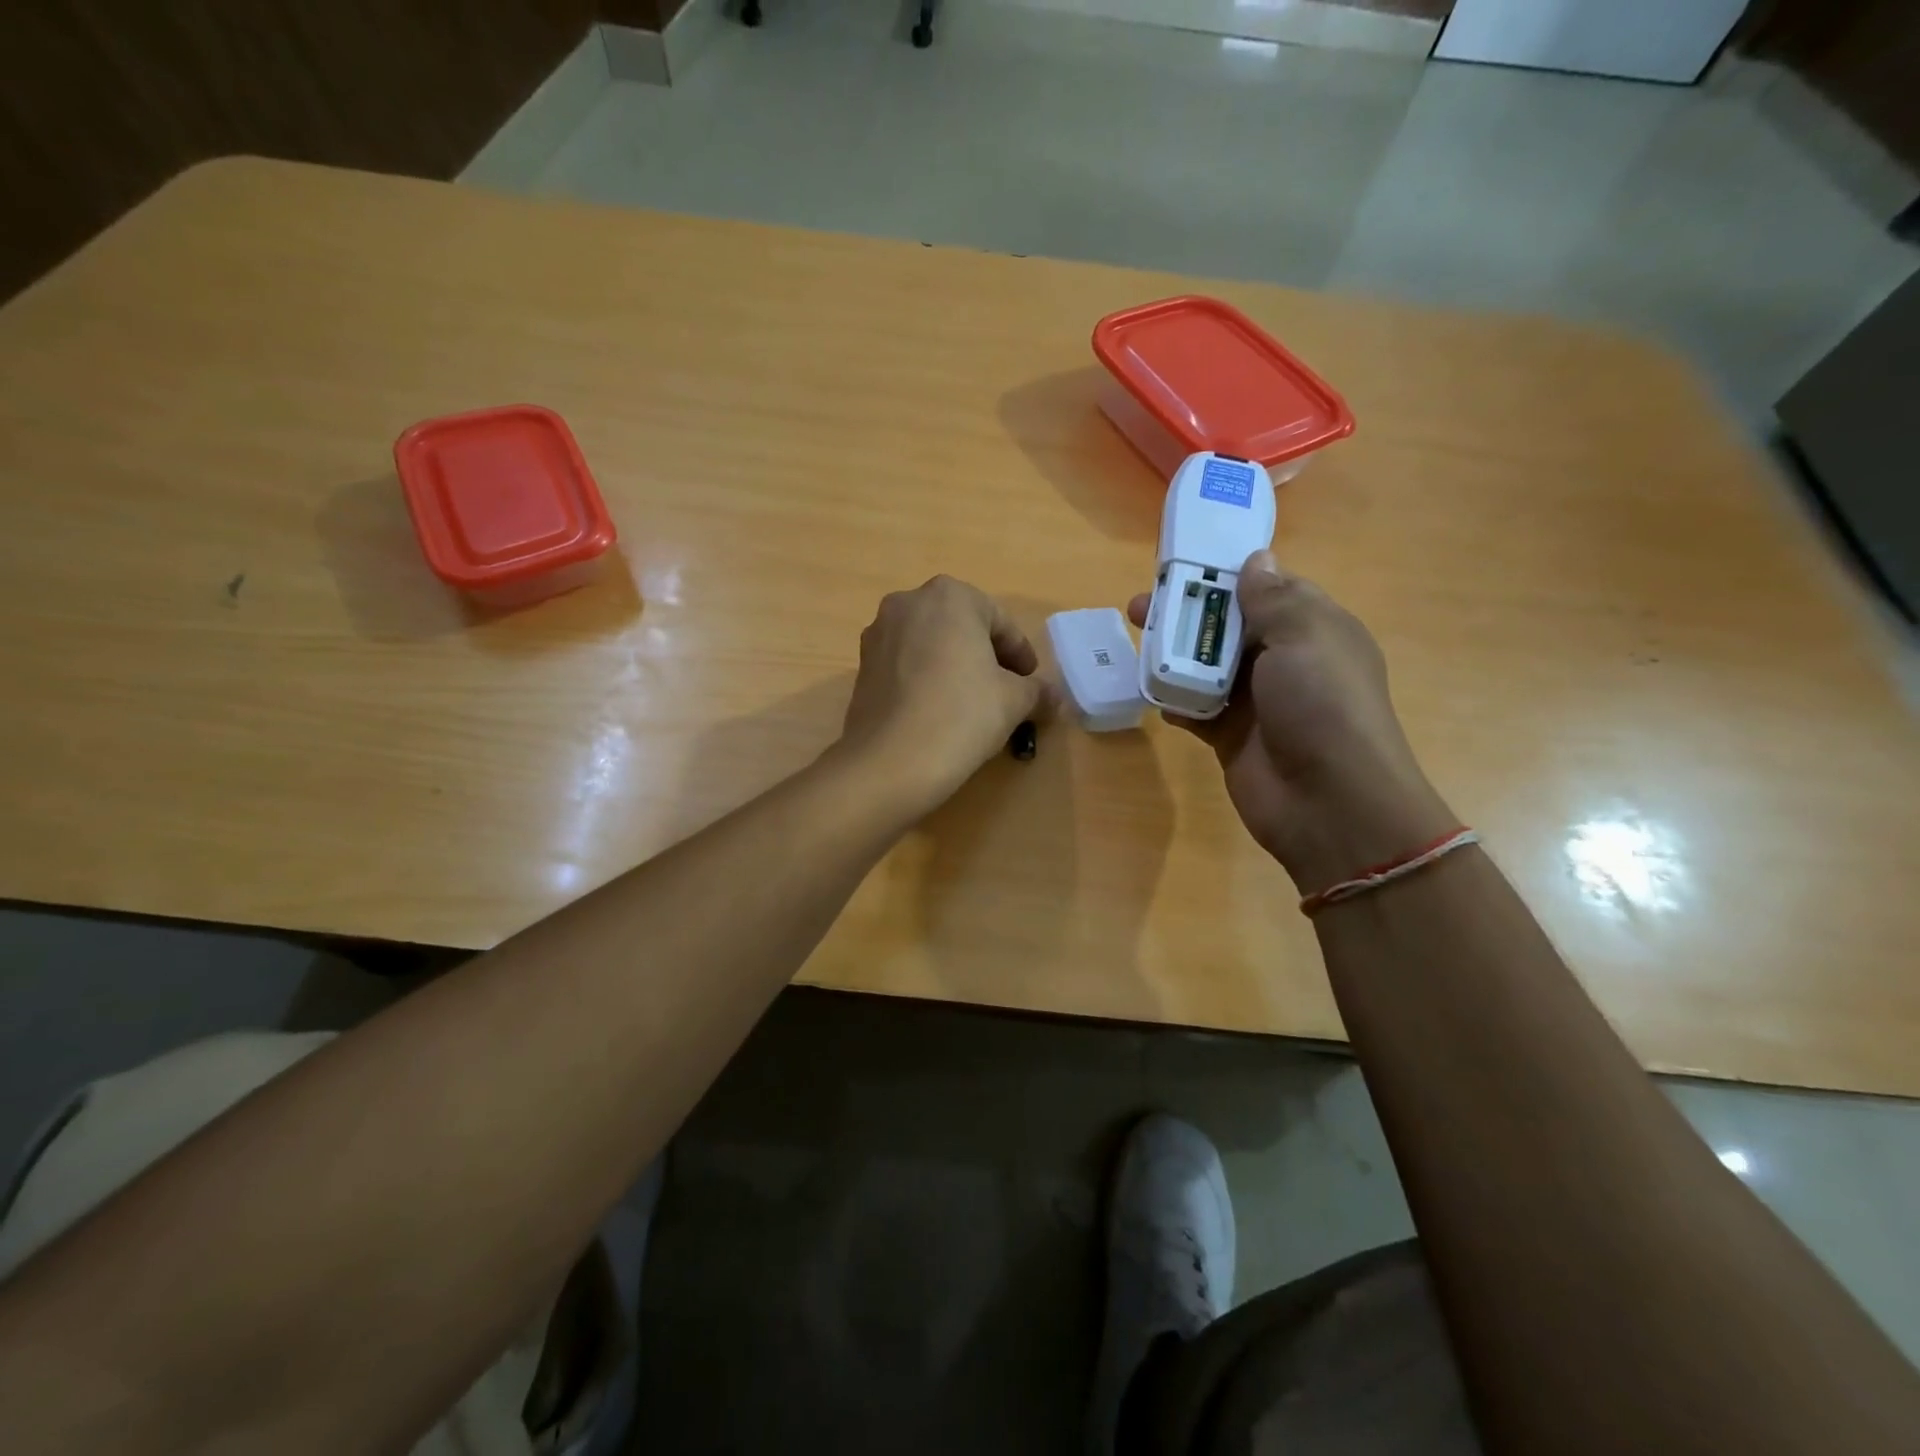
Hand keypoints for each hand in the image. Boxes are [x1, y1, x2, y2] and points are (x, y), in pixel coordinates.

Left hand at [837, 576, 1048, 816]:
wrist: (890, 762)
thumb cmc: (962, 715)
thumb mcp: (1014, 701)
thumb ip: (1038, 691)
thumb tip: (1055, 698)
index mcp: (949, 596)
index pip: (999, 621)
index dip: (1020, 654)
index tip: (1030, 683)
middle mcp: (908, 603)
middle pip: (961, 627)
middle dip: (985, 656)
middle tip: (1005, 690)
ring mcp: (878, 634)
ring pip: (930, 645)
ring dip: (954, 666)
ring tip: (972, 703)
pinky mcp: (861, 667)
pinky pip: (905, 665)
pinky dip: (926, 680)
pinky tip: (938, 712)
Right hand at [1130, 551, 1454, 893]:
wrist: (1328, 803)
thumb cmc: (1322, 706)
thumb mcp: (1305, 637)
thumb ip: (1273, 598)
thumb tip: (1258, 558)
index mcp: (1313, 629)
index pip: (1267, 589)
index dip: (1225, 575)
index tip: (1182, 564)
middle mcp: (1284, 661)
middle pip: (1227, 627)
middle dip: (1185, 613)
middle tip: (1139, 606)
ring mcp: (1256, 701)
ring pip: (1205, 666)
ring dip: (1172, 654)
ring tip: (1135, 642)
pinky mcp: (1230, 736)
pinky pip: (1195, 708)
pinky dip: (1174, 700)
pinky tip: (1151, 693)